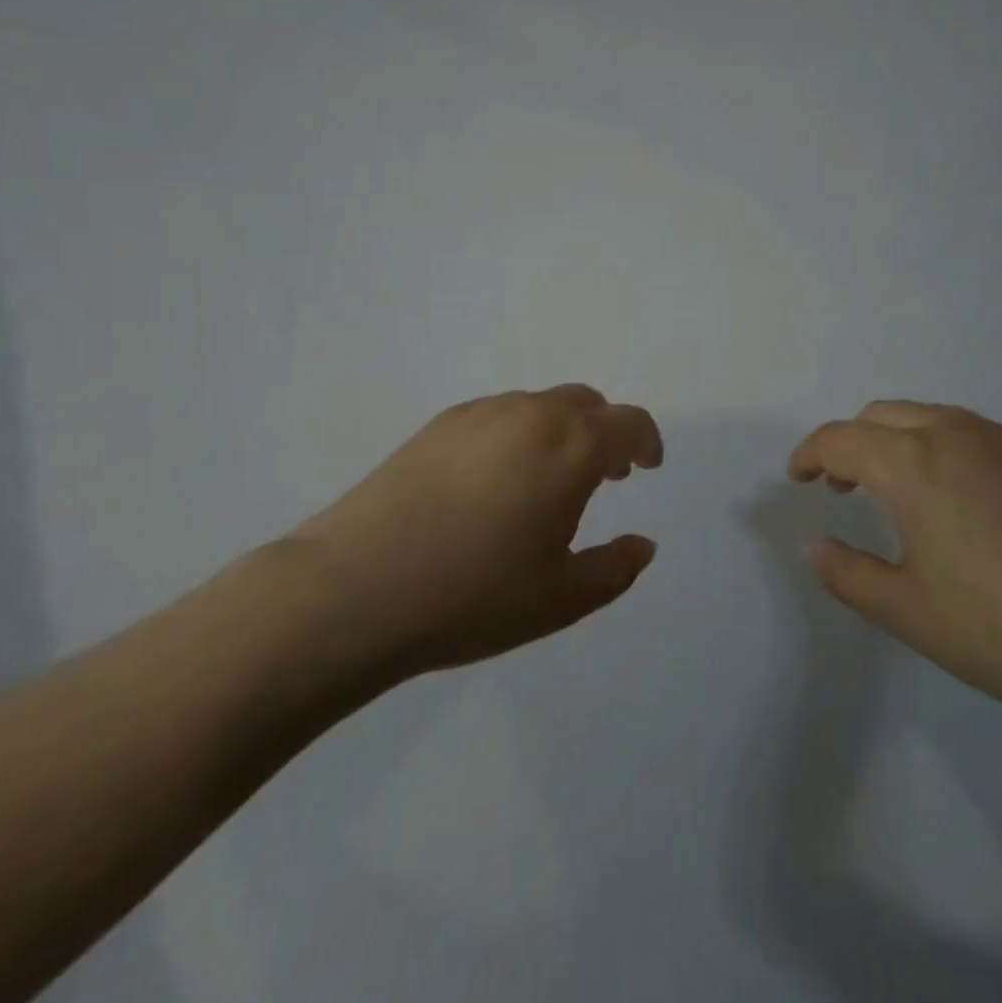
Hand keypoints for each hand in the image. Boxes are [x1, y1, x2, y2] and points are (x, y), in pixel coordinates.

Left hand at [283, 385, 662, 698]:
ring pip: (540, 406)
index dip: (646, 442)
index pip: (629, 423)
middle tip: (602, 476)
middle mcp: (531, 414)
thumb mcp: (561, 599)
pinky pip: (498, 415)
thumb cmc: (473, 596)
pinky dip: (518, 434)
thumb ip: (616, 569)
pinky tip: (494, 482)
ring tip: (545, 481)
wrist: (354, 589)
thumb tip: (643, 545)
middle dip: (604, 433)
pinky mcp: (437, 425)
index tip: (647, 467)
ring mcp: (480, 414)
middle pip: (586, 404)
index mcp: (571, 447)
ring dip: (560, 431)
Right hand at [789, 402, 1001, 757]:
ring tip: (899, 492)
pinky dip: (943, 447)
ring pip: (931, 417)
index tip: (798, 479)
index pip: (840, 439)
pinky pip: (974, 433)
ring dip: (898, 441)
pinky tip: (961, 499)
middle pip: (882, 415)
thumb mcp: (907, 612)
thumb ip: (846, 573)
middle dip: (851, 444)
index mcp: (914, 464)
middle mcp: (957, 433)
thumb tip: (814, 546)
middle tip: (843, 488)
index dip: (810, 455)